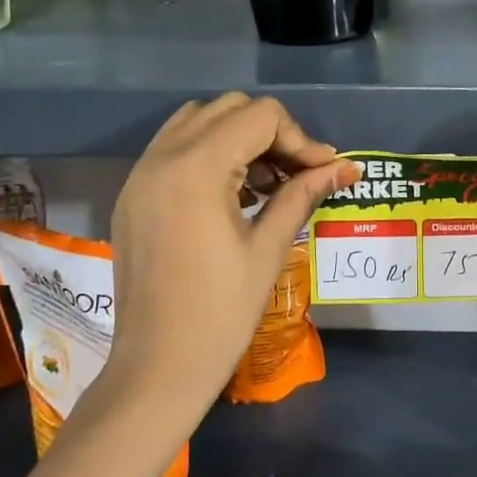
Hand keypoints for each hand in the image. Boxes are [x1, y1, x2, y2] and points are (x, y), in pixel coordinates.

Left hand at [107, 94, 354, 417]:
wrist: (158, 367)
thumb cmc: (221, 312)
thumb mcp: (269, 248)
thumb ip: (303, 194)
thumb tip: (344, 167)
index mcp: (196, 168)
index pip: (260, 117)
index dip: (300, 139)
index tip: (323, 172)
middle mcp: (162, 157)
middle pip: (229, 109)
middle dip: (271, 133)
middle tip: (296, 174)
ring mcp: (140, 174)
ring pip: (197, 122)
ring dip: (238, 139)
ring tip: (265, 183)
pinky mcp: (133, 194)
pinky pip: (173, 147)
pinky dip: (208, 153)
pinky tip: (232, 193)